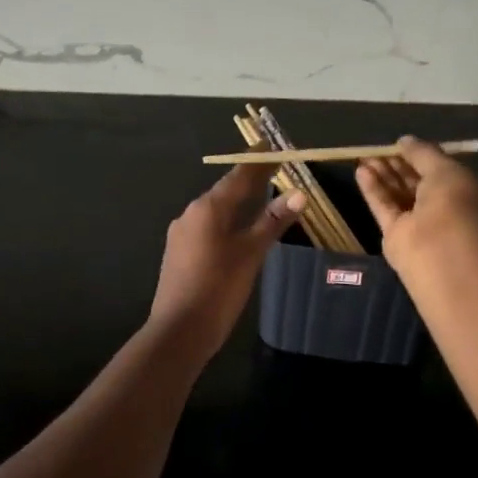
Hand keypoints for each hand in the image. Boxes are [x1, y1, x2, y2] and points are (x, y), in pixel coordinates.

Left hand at [145, 165, 304, 352]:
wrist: (179, 331)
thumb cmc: (218, 288)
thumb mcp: (251, 253)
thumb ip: (273, 221)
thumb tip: (299, 192)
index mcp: (207, 208)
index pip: (238, 176)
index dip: (258, 161)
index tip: (272, 146)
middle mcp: (190, 214)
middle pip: (225, 190)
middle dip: (249, 181)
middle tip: (274, 171)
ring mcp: (181, 234)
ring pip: (215, 211)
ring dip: (238, 203)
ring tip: (261, 198)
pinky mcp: (179, 253)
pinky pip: (208, 227)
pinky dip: (227, 222)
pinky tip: (238, 231)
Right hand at [357, 137, 477, 273]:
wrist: (445, 255)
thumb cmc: (459, 206)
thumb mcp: (447, 170)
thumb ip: (424, 154)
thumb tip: (404, 141)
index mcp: (470, 197)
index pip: (444, 174)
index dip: (423, 159)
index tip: (402, 145)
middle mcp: (447, 213)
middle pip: (419, 185)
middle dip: (399, 167)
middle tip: (378, 150)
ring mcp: (422, 227)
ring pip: (400, 197)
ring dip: (384, 176)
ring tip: (365, 157)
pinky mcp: (398, 239)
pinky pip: (385, 210)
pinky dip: (374, 191)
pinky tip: (361, 172)